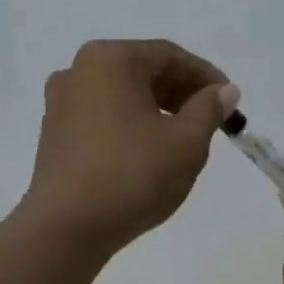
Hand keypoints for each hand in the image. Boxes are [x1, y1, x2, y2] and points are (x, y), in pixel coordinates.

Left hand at [22, 39, 239, 254]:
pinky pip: (101, 117)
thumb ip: (209, 109)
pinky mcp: (53, 135)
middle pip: (141, 71)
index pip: (169, 55)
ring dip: (155, 110)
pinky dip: (129, 125)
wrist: (66, 228)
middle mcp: (78, 71)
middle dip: (180, 93)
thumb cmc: (133, 175)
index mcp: (110, 60)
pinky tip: (146, 154)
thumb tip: (224, 91)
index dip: (205, 76)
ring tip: (182, 140)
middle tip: (210, 120)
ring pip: (121, 96)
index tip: (230, 101)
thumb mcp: (186, 142)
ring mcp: (60, 103)